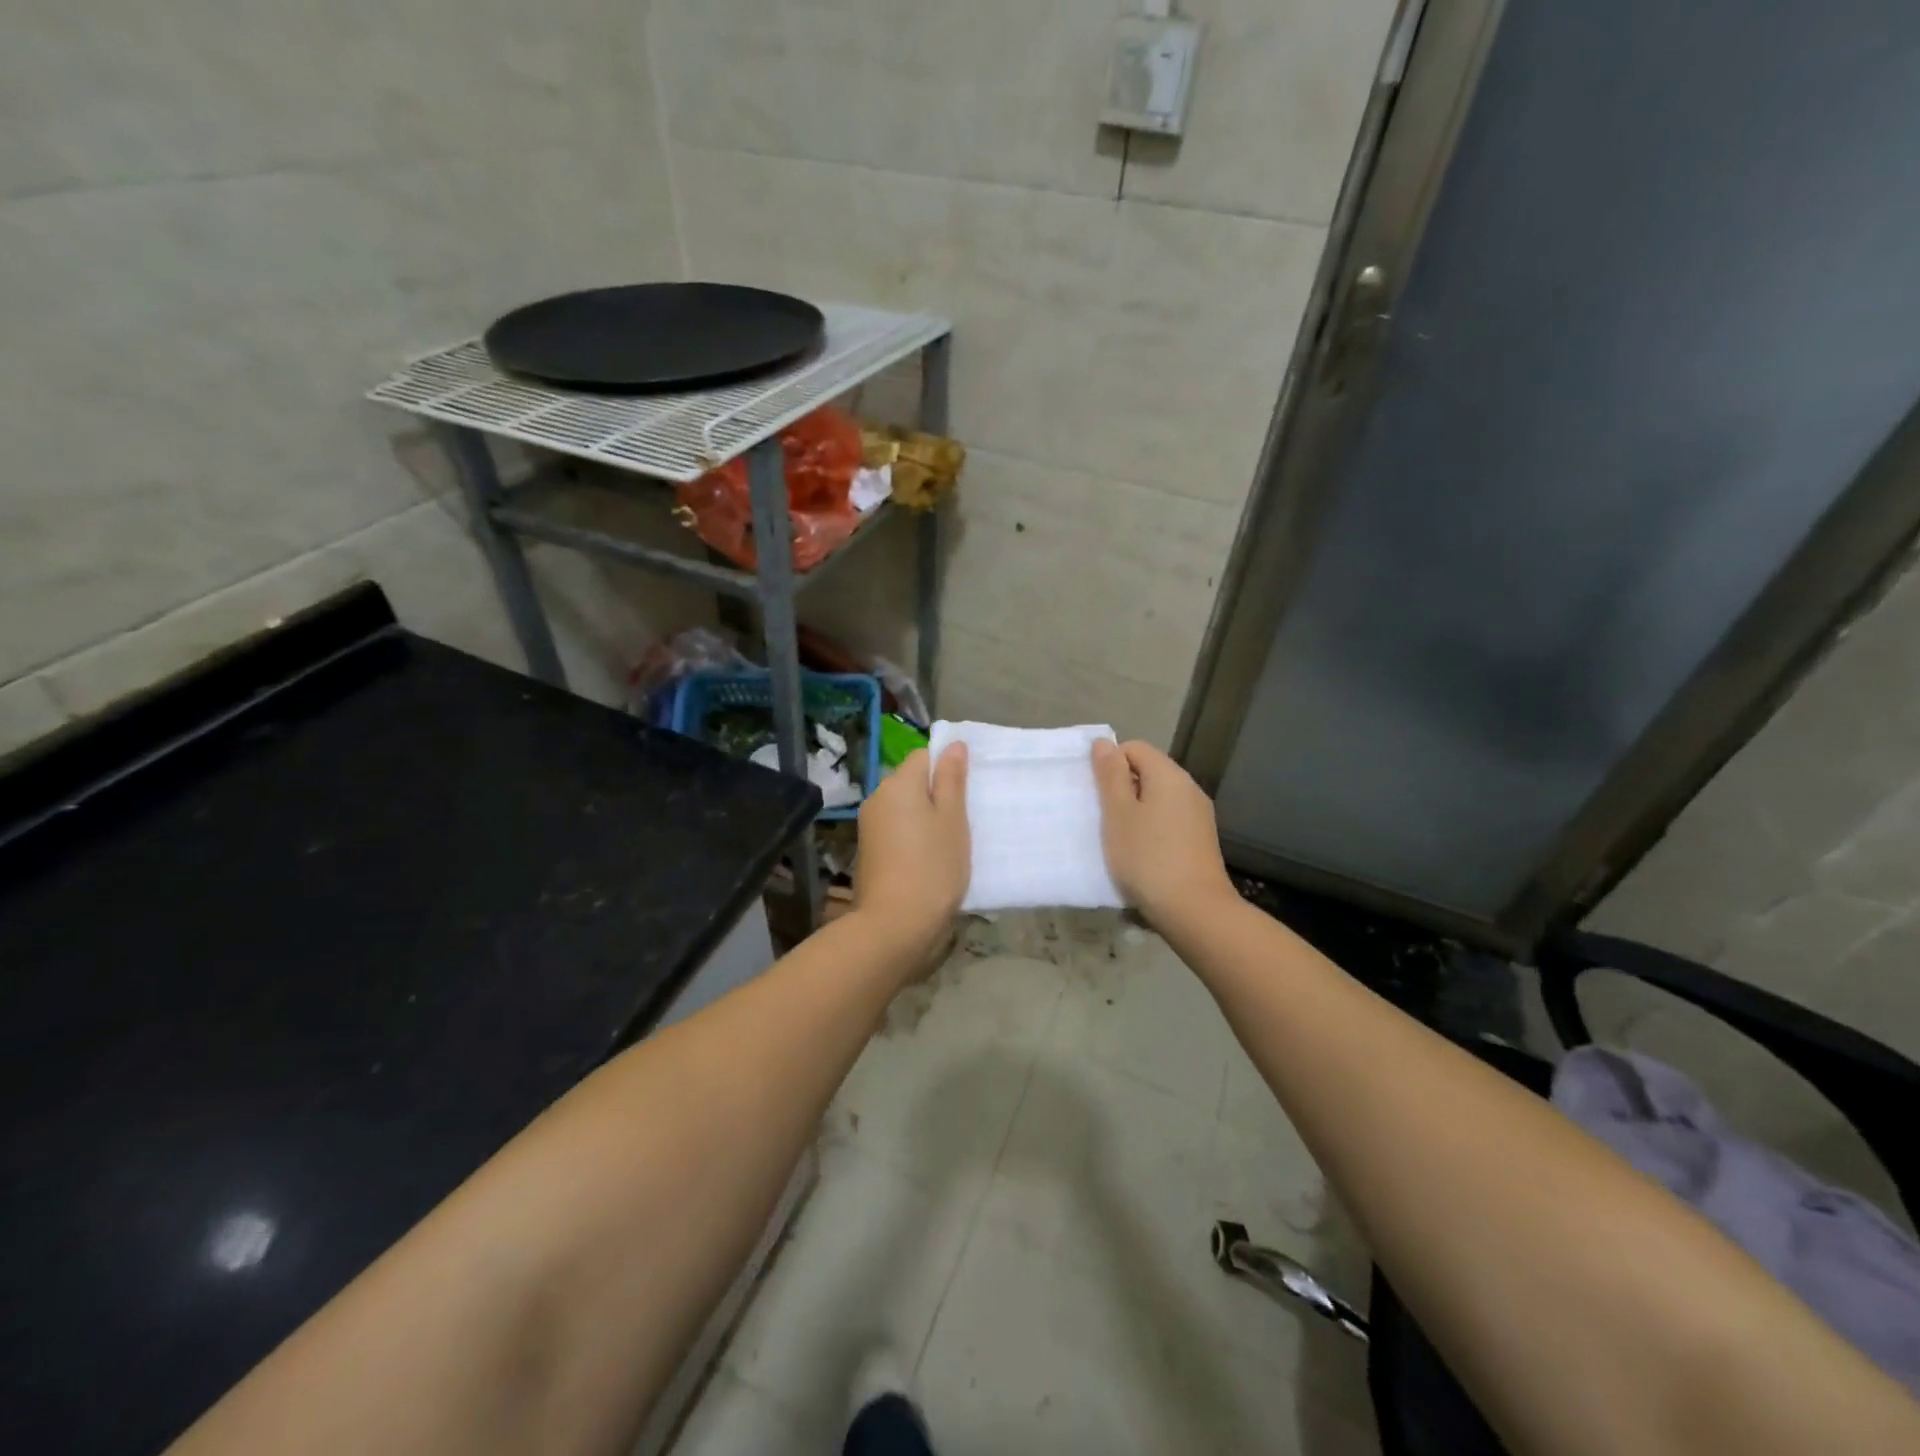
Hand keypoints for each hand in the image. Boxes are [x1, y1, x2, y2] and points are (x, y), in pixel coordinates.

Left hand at [854, 744, 969, 945]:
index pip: (924, 756)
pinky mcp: (869, 851)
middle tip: (965, 819)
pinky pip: (897, 830)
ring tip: (950, 842)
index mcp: (898, 784)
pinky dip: (914, 837)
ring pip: (905, 808)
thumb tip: (953, 744)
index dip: (947, 767)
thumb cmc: (933, 867)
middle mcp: (877, 798)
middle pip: (912, 782)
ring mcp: (870, 826)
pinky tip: (930, 858)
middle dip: (938, 794)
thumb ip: (952, 780)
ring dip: (926, 818)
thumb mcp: (952, 820)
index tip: (968, 792)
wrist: (895, 924)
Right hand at [1091, 739, 1234, 924]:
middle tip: (1100, 816)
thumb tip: (1104, 743)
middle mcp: (1189, 788)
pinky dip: (1150, 829)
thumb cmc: (1147, 857)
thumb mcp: (1118, 814)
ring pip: (1158, 799)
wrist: (1194, 910)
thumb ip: (1110, 776)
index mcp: (1169, 775)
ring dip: (1134, 811)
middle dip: (1121, 788)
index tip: (1095, 793)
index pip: (1134, 748)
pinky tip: (1139, 854)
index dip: (1110, 763)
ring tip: (1116, 838)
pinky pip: (1168, 821)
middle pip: (1148, 772)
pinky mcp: (1200, 840)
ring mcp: (1198, 815)